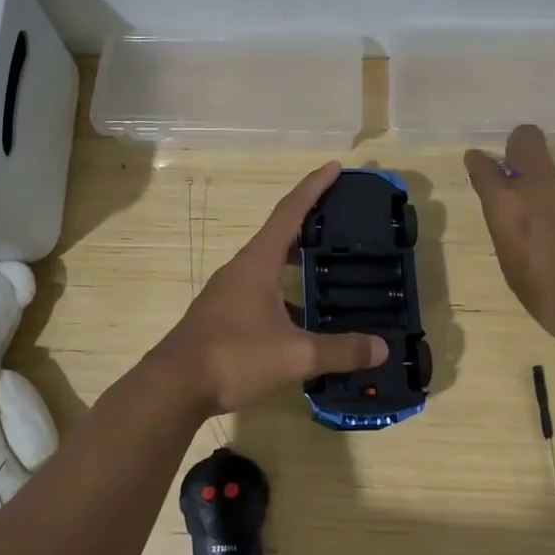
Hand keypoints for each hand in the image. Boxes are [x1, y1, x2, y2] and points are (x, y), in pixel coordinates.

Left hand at [153, 162, 387, 417]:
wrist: (173, 387)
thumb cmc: (233, 357)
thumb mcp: (294, 355)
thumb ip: (340, 350)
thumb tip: (381, 347)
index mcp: (257, 263)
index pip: (290, 213)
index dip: (314, 188)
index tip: (335, 167)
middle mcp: (240, 270)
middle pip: (279, 236)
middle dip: (310, 224)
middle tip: (340, 222)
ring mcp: (227, 294)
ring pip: (269, 267)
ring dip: (297, 264)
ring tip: (328, 269)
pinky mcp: (222, 317)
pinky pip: (261, 293)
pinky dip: (284, 295)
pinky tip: (302, 320)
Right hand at [464, 125, 554, 357]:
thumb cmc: (550, 298)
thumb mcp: (514, 266)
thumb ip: (511, 229)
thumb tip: (517, 215)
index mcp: (509, 206)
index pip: (483, 167)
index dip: (480, 163)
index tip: (480, 161)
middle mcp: (544, 185)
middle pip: (526, 140)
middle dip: (522, 144)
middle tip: (527, 163)